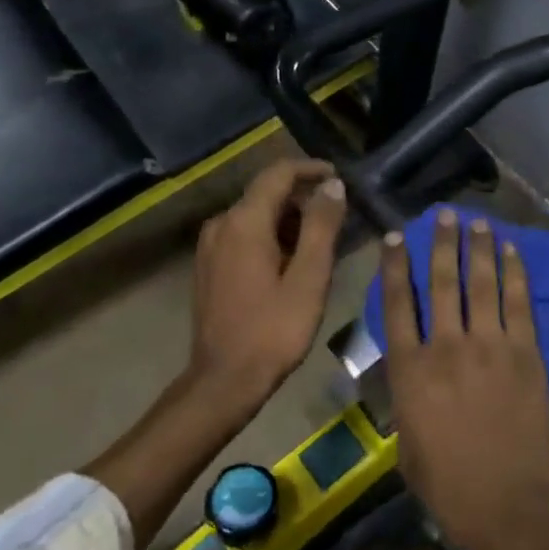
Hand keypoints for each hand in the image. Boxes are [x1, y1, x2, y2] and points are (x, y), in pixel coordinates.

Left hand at [188, 158, 346, 410]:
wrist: (224, 380)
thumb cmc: (273, 330)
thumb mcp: (309, 277)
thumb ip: (321, 226)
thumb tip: (332, 185)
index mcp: (244, 221)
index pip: (278, 173)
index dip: (311, 169)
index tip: (339, 177)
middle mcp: (221, 224)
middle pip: (266, 192)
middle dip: (303, 198)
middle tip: (338, 217)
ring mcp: (210, 245)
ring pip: (255, 214)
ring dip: (288, 219)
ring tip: (321, 242)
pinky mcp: (209, 265)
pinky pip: (243, 234)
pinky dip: (270, 236)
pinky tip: (292, 260)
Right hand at [381, 209, 548, 549]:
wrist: (506, 503)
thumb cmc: (447, 483)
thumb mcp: (406, 442)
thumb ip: (407, 399)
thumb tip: (412, 375)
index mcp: (409, 370)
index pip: (398, 305)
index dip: (396, 267)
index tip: (396, 238)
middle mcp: (446, 347)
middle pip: (441, 283)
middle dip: (441, 244)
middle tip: (443, 214)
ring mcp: (488, 346)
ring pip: (480, 284)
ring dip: (478, 249)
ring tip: (477, 222)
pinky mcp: (524, 354)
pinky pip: (518, 304)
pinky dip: (515, 274)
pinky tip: (512, 252)